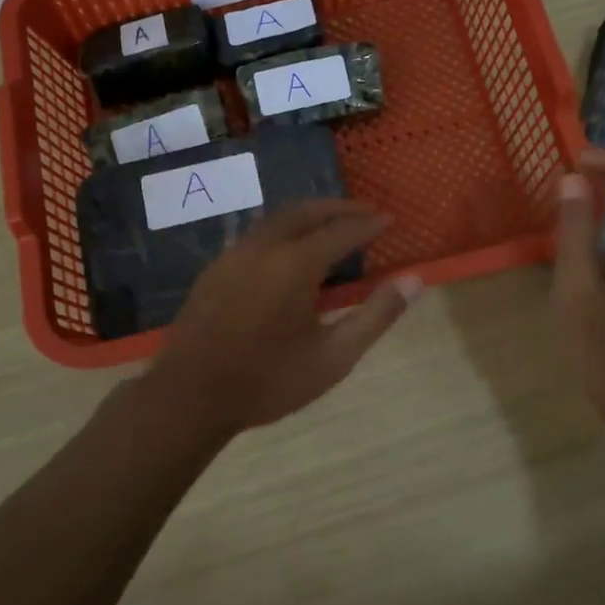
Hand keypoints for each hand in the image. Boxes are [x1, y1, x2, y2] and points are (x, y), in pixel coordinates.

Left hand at [143, 202, 421, 438]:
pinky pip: (257, 234)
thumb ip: (376, 315)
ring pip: (277, 219)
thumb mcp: (334, 357)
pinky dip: (284, 229)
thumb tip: (414, 281)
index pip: (341, 231)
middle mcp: (264, 248)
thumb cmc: (268, 381)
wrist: (189, 396)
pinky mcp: (215, 268)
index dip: (368, 224)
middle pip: (306, 212)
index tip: (389, 220)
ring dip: (309, 215)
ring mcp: (234, 255)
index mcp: (295, 265)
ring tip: (332, 224)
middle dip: (338, 207)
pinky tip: (290, 250)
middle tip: (366, 212)